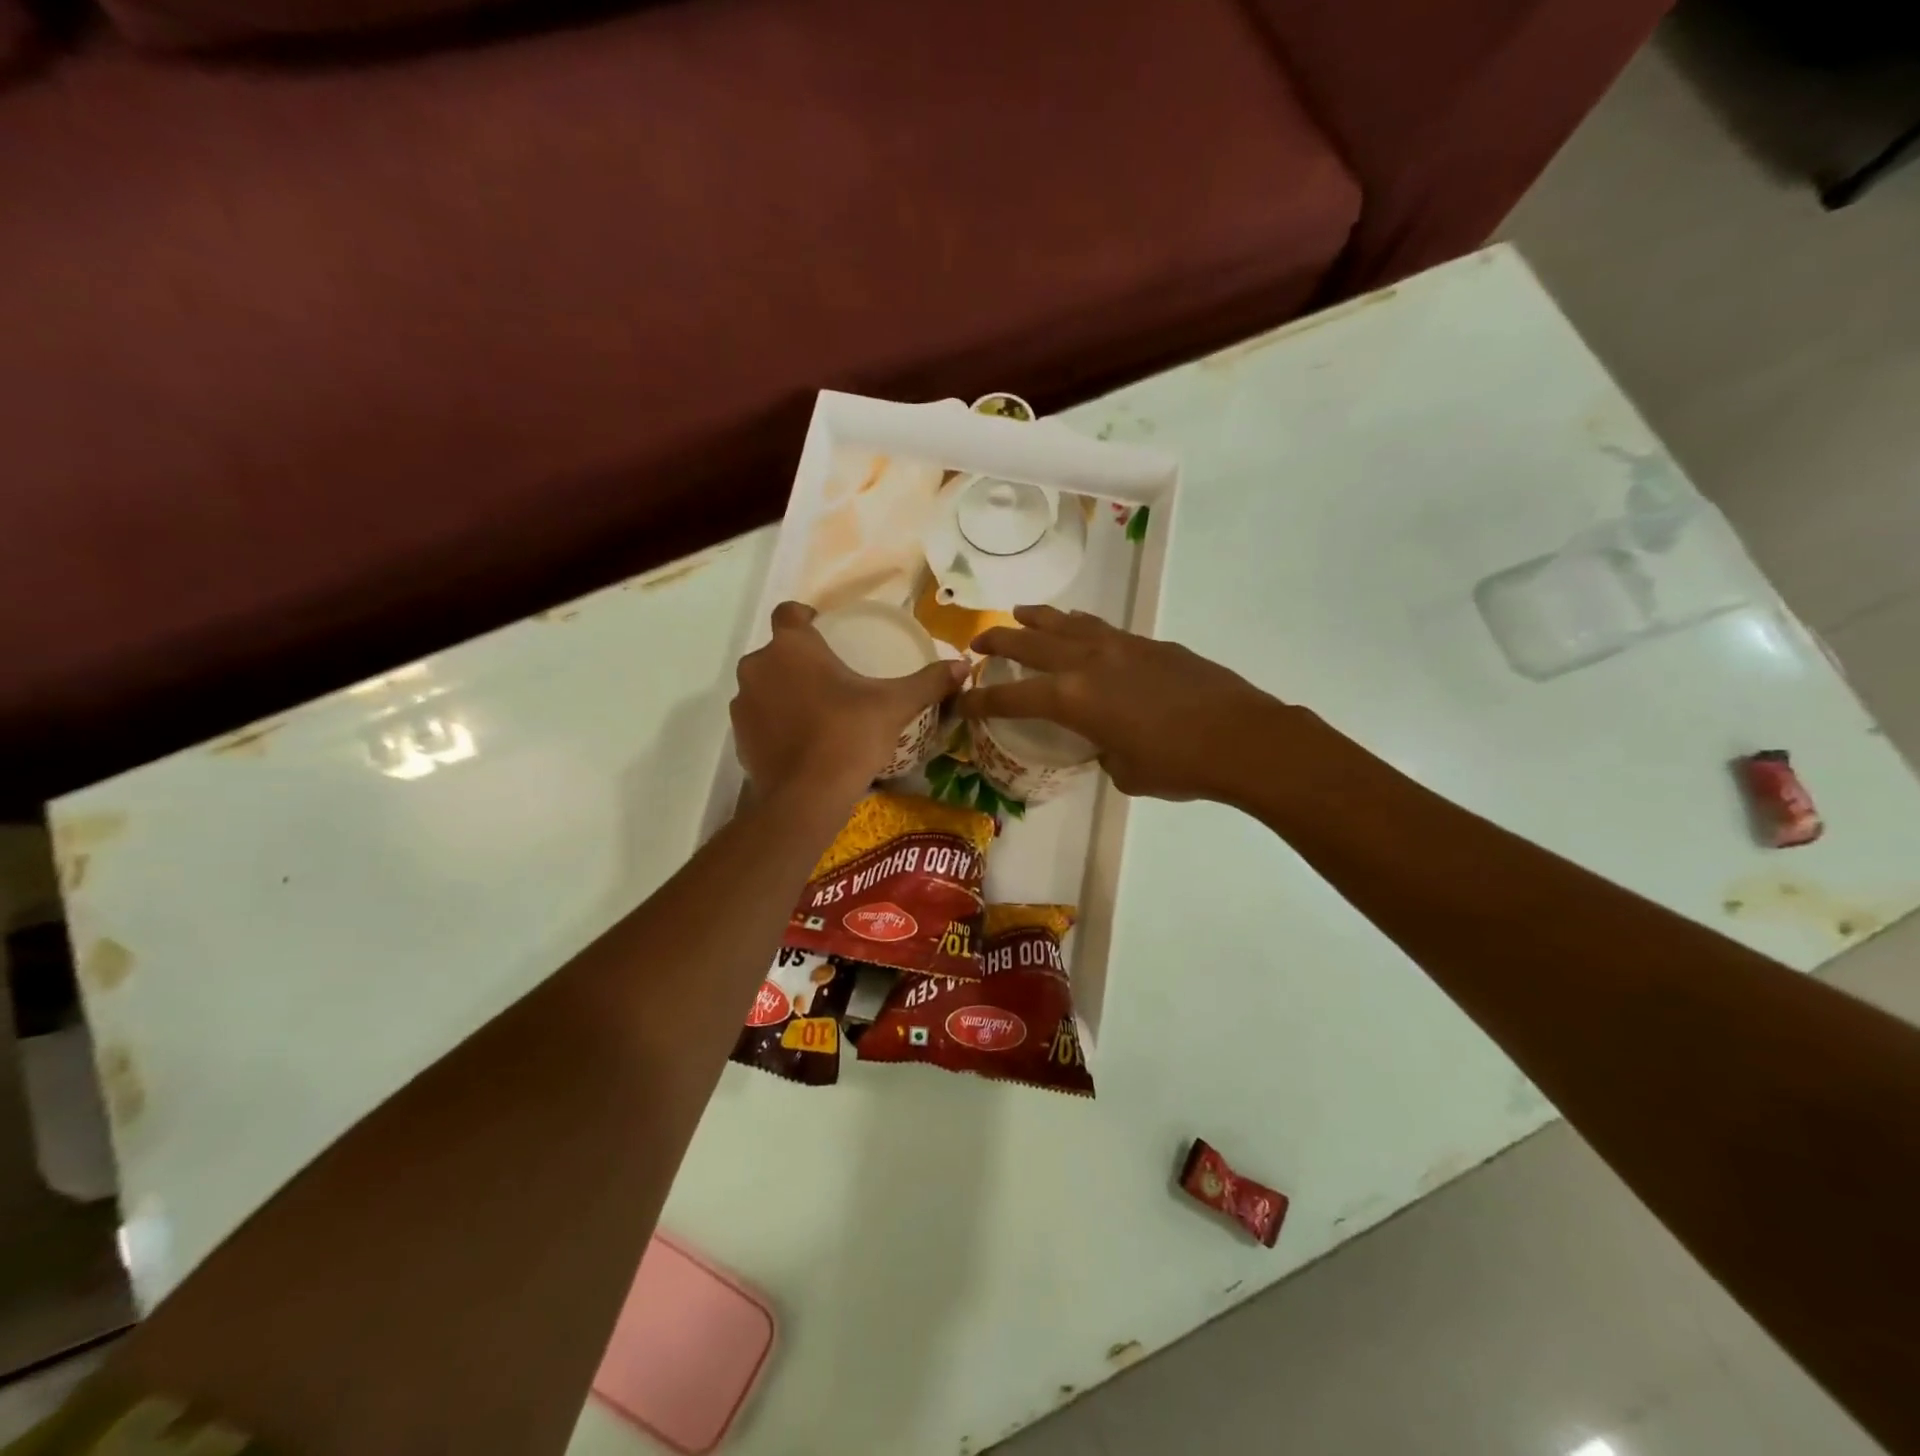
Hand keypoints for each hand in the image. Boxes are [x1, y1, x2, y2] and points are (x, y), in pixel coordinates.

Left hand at [732, 602, 966, 808]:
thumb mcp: (895, 705)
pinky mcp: (738, 737)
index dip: (806, 617)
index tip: (827, 631)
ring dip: (785, 690)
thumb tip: (963, 666)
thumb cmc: (849, 736)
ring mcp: (742, 703)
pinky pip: (759, 717)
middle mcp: (758, 666)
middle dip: (800, 660)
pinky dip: (775, 722)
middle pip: (777, 651)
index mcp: (791, 647)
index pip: (789, 612)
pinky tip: (803, 739)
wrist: (806, 796)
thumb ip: (929, 681)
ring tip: (817, 710)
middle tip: (833, 677)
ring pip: (765, 684)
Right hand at [958, 605, 1282, 801]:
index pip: (1012, 697)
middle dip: (998, 642)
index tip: (960, 700)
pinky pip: (1101, 628)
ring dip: (1038, 619)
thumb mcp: (1125, 771)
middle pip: (1029, 643)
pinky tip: (1080, 631)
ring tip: (1021, 614)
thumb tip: (1106, 743)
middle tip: (978, 641)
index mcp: (1073, 699)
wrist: (1243, 738)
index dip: (980, 700)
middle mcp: (1088, 663)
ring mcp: (1120, 646)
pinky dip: (1080, 627)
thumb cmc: (1178, 766)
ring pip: (1066, 623)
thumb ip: (1102, 752)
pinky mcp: (1149, 643)